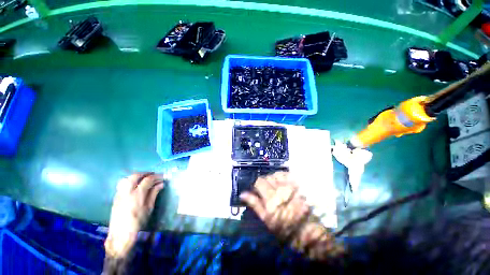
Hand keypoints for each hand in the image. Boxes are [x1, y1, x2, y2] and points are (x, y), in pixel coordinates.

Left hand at [104, 173, 163, 257]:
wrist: (121, 234)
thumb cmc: (138, 222)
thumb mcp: (149, 208)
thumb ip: (154, 193)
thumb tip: (161, 184)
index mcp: (137, 194)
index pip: (148, 179)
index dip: (156, 176)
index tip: (162, 177)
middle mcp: (127, 191)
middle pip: (135, 176)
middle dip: (146, 173)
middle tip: (153, 175)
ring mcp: (120, 194)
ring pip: (127, 178)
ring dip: (137, 176)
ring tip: (144, 178)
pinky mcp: (116, 197)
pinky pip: (122, 184)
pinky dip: (130, 181)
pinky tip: (135, 186)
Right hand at [240, 172, 343, 260]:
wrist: (309, 230)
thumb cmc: (285, 228)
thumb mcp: (267, 219)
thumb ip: (255, 204)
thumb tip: (242, 194)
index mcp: (271, 198)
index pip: (259, 182)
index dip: (257, 185)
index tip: (258, 191)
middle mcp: (280, 188)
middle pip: (267, 177)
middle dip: (265, 182)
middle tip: (268, 190)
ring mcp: (290, 185)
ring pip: (276, 174)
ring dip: (274, 179)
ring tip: (276, 186)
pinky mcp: (298, 184)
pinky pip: (287, 174)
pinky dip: (282, 176)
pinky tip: (284, 183)